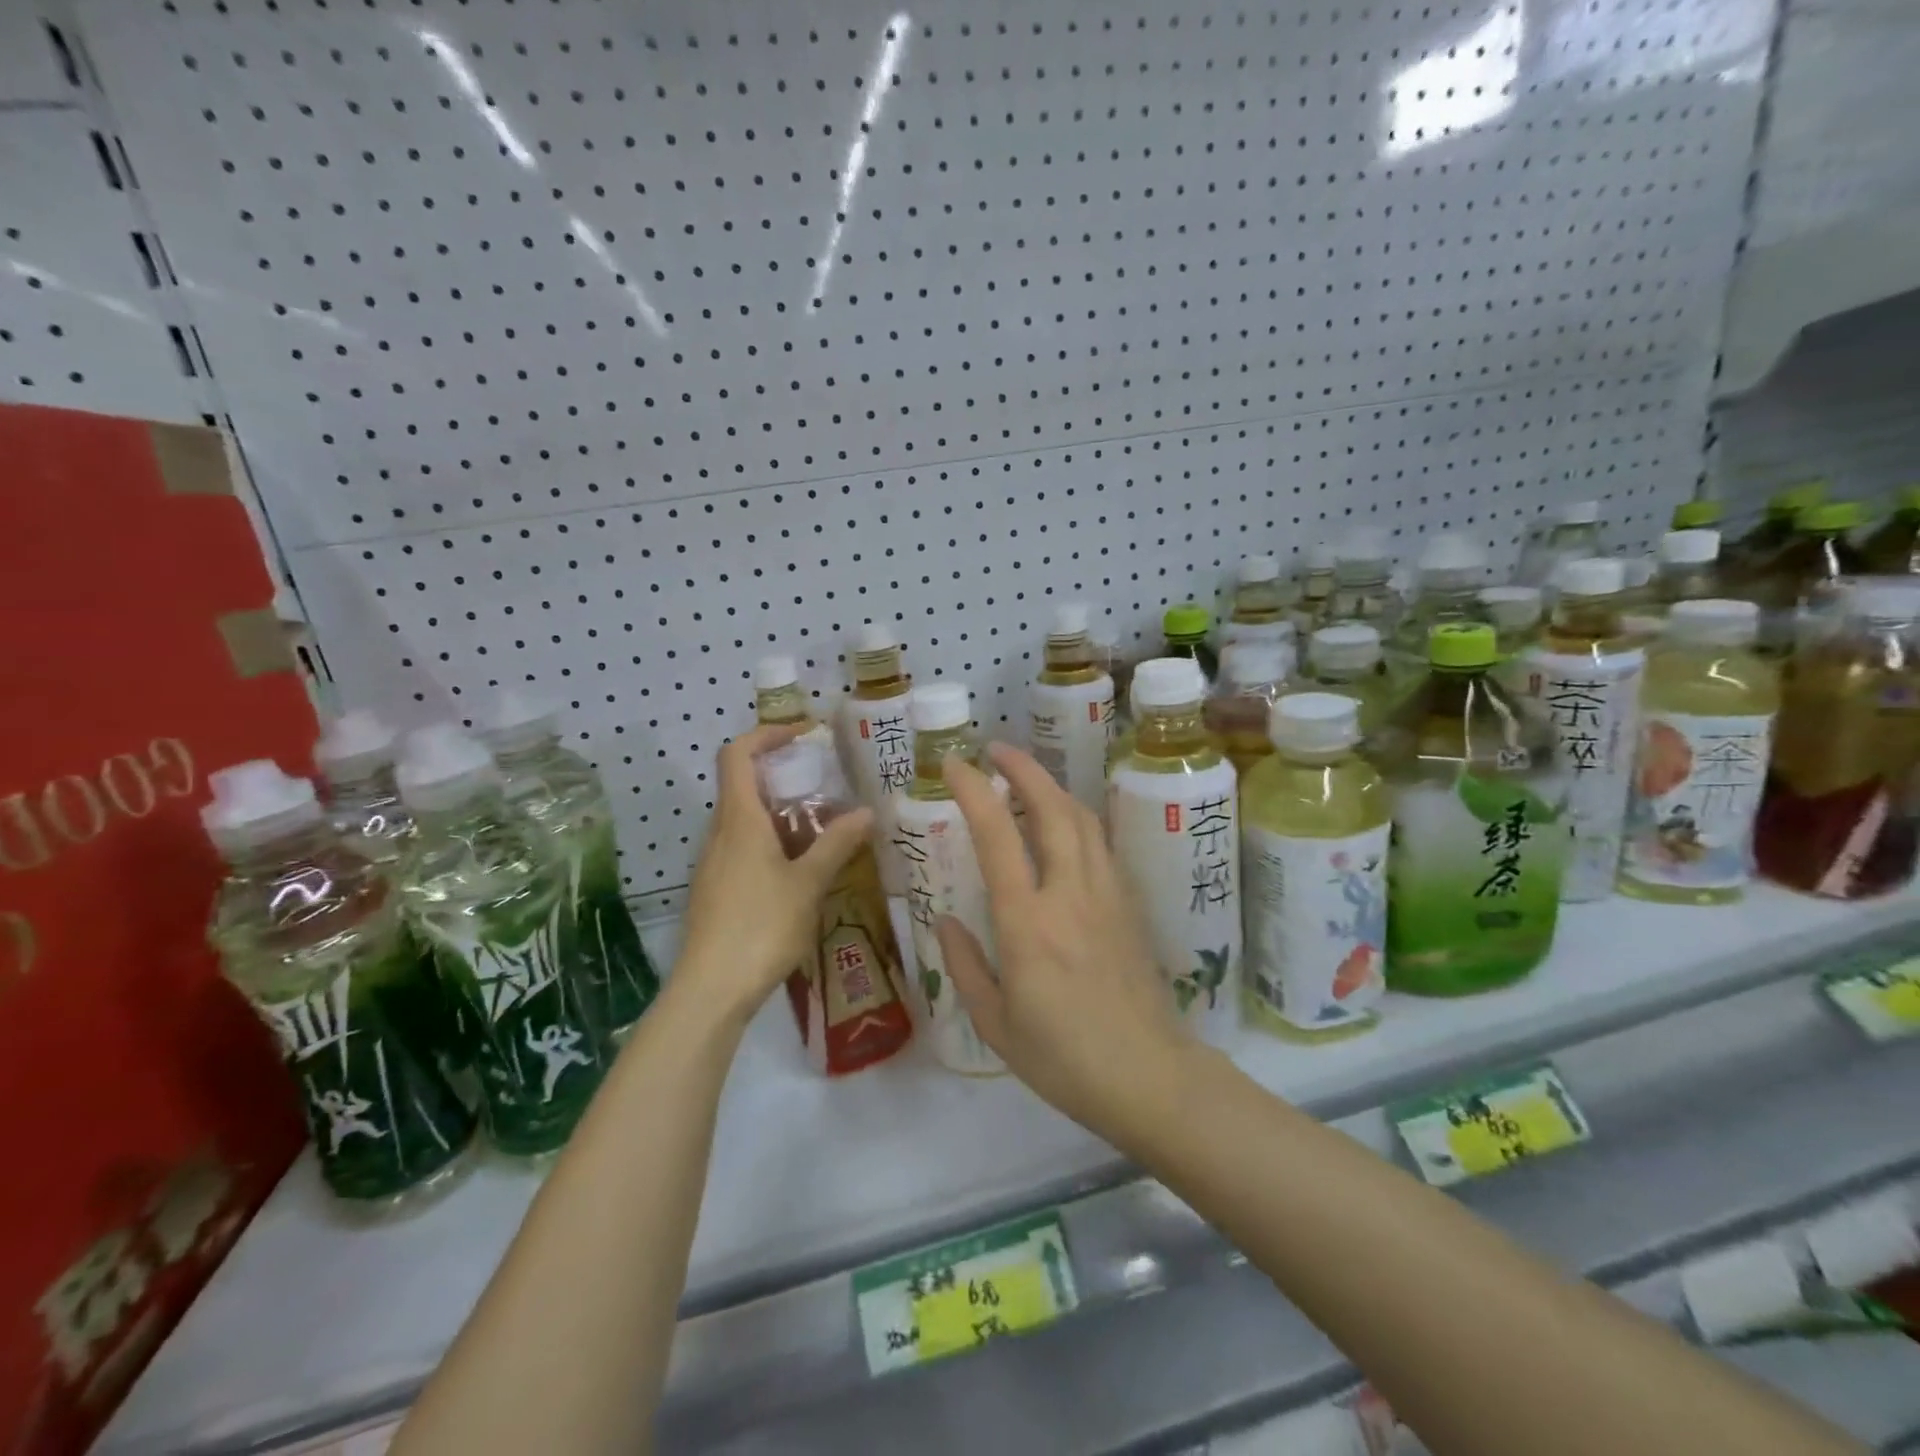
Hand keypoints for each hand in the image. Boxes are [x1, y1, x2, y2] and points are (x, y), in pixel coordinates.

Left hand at [677, 724, 872, 1027]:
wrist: (710, 990)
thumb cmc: (760, 926)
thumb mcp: (808, 883)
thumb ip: (837, 844)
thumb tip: (866, 811)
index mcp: (739, 820)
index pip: (738, 754)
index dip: (767, 734)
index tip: (804, 734)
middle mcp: (721, 833)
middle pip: (745, 786)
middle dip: (786, 780)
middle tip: (828, 789)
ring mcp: (715, 863)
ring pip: (747, 822)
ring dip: (784, 816)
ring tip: (826, 831)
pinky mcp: (716, 890)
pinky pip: (745, 849)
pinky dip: (774, 844)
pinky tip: (803, 872)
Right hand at [936, 743, 1194, 1149]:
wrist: (1150, 1077)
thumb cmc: (1063, 1059)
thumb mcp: (996, 1024)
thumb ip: (965, 965)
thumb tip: (944, 920)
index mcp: (1028, 923)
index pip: (998, 836)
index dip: (975, 791)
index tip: (954, 765)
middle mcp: (1070, 894)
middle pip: (1052, 808)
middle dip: (1023, 768)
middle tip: (995, 750)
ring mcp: (1107, 895)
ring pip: (1083, 819)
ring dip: (1053, 787)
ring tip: (1028, 778)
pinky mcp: (1130, 905)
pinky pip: (1102, 844)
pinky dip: (1078, 818)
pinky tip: (1066, 825)